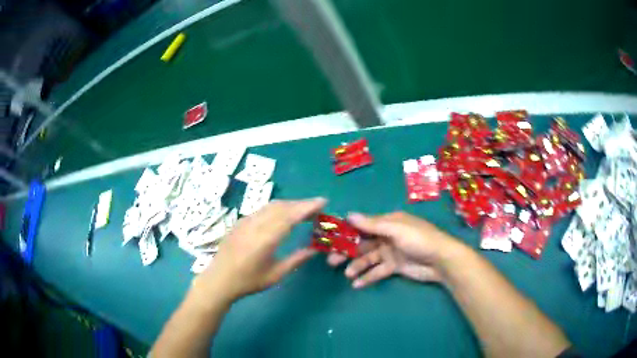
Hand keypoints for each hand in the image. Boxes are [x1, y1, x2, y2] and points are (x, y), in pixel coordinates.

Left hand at [194, 198, 325, 304]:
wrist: (219, 280)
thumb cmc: (248, 281)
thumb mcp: (276, 274)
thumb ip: (296, 260)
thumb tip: (315, 249)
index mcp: (265, 239)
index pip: (290, 216)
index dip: (307, 206)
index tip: (323, 201)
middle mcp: (255, 225)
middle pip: (282, 206)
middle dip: (301, 204)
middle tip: (317, 208)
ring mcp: (246, 221)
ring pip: (271, 205)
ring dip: (289, 205)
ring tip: (303, 210)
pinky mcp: (240, 222)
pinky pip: (262, 209)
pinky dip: (277, 208)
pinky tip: (282, 215)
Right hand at [327, 212, 460, 287]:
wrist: (441, 260)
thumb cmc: (420, 239)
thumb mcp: (396, 229)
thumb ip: (372, 224)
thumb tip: (349, 215)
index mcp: (388, 222)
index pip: (363, 225)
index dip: (346, 231)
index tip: (330, 239)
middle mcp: (387, 236)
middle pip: (362, 243)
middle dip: (347, 251)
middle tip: (331, 260)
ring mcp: (390, 252)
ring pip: (368, 258)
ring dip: (357, 266)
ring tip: (347, 274)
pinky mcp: (394, 267)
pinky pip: (377, 271)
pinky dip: (367, 277)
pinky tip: (357, 284)